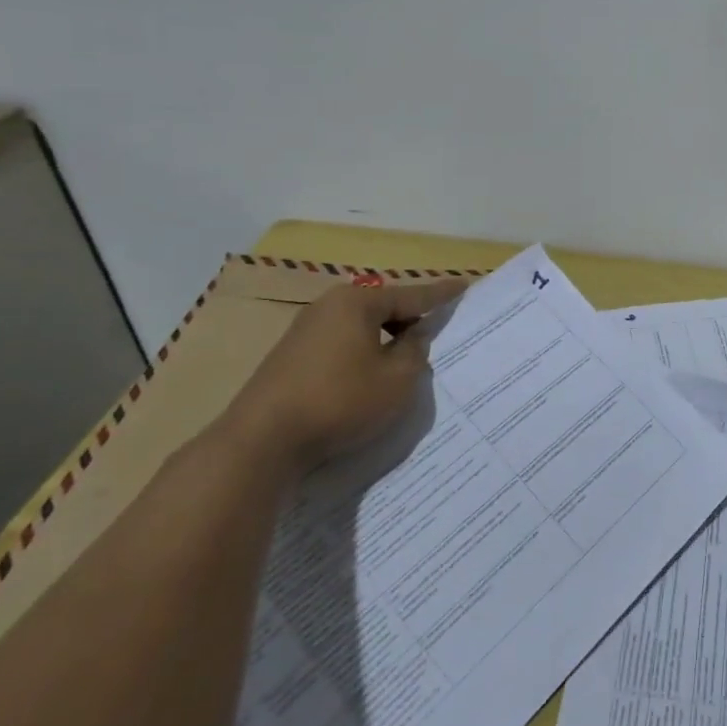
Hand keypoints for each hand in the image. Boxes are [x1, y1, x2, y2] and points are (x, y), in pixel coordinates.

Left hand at [224, 277, 465, 472]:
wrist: (262, 441)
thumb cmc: (340, 401)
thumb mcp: (397, 379)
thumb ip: (415, 351)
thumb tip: (413, 336)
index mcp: (358, 302)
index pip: (412, 294)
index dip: (441, 293)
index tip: (464, 284)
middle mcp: (329, 306)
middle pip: (384, 307)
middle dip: (410, 318)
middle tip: (436, 331)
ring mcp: (305, 330)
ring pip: (361, 327)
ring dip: (385, 339)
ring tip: (406, 358)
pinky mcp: (291, 356)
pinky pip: (342, 343)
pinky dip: (363, 352)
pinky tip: (369, 376)